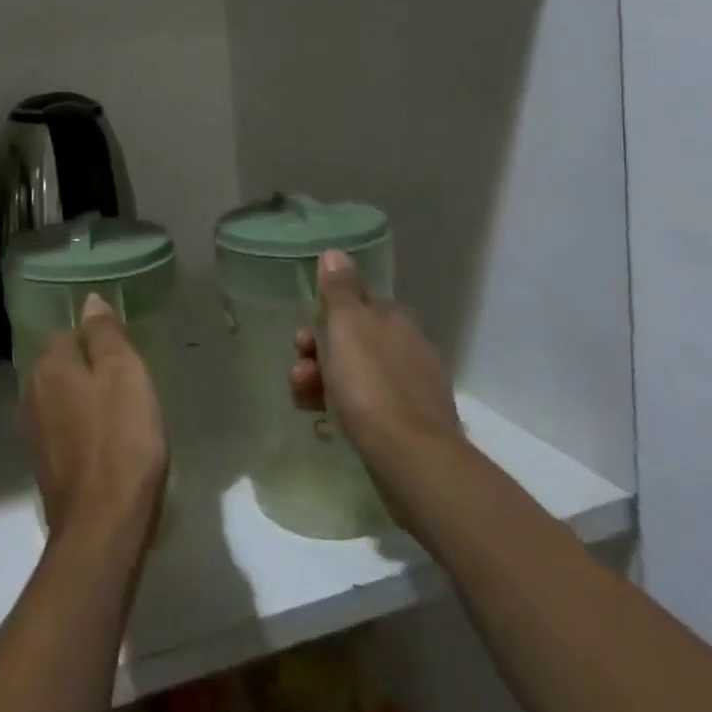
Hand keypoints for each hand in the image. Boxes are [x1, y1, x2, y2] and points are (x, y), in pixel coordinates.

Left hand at [19, 295, 168, 547]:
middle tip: (131, 389)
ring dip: (87, 403)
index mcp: (49, 366)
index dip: (101, 343)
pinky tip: (107, 447)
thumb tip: (89, 302)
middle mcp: (30, 393)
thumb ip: (105, 334)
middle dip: (92, 372)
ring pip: (63, 400)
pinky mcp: (43, 466)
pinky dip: (83, 432)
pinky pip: (64, 431)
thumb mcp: (125, 374)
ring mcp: (33, 433)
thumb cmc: (121, 440)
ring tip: (123, 418)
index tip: (129, 362)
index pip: (71, 334)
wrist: (103, 527)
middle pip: (64, 367)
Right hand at [289, 250, 463, 468]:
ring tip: (303, 401)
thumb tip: (335, 253)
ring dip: (321, 382)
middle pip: (351, 342)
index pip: (355, 306)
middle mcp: (408, 348)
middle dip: (317, 354)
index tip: (303, 338)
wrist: (411, 459)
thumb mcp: (347, 326)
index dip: (324, 319)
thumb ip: (340, 289)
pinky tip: (324, 422)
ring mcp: (411, 388)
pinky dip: (341, 408)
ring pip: (354, 375)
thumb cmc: (371, 384)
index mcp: (395, 320)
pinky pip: (365, 407)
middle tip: (299, 372)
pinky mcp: (409, 425)